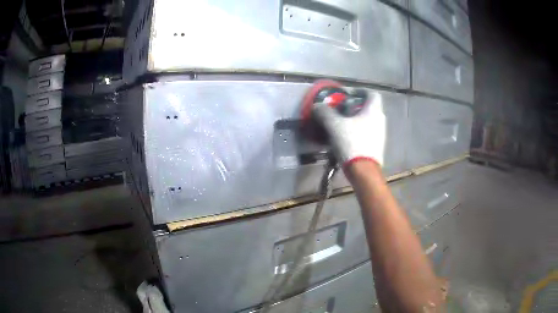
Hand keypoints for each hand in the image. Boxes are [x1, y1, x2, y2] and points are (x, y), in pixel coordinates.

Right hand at [312, 91, 385, 167]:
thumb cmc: (352, 143)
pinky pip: (368, 133)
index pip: (372, 94)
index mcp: (374, 110)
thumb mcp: (334, 125)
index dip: (360, 92)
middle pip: (369, 108)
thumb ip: (325, 112)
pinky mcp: (377, 147)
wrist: (364, 171)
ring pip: (368, 121)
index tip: (347, 95)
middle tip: (340, 111)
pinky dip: (358, 132)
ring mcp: (380, 135)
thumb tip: (317, 106)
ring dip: (356, 121)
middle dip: (355, 107)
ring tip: (341, 126)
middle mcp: (380, 120)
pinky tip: (347, 139)